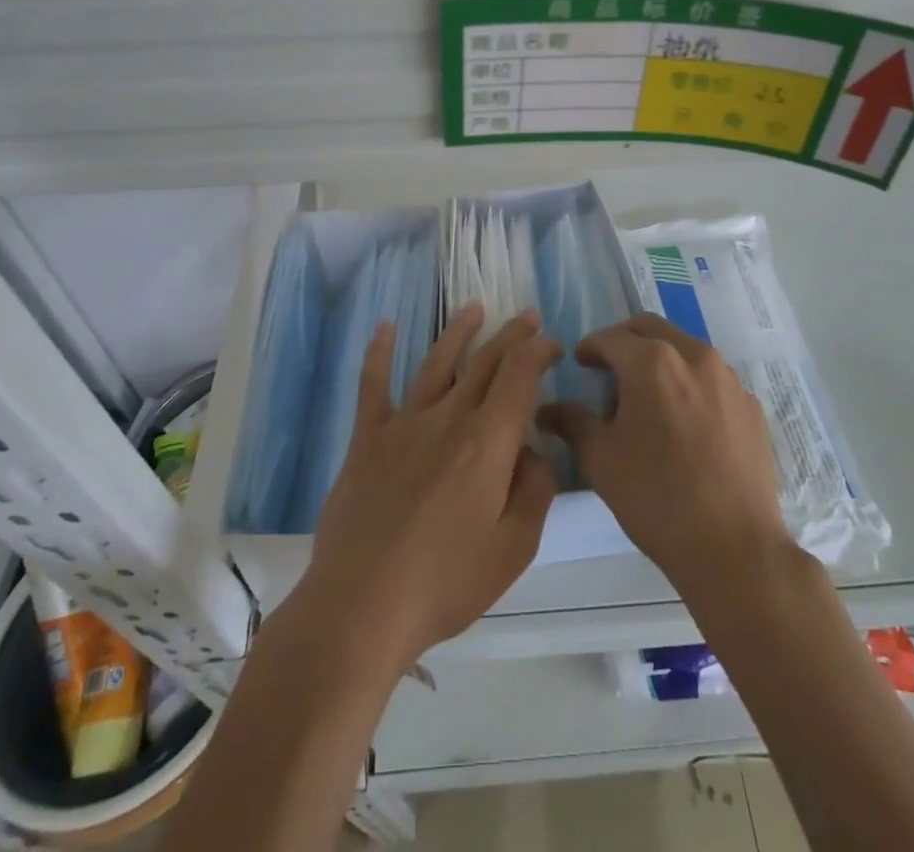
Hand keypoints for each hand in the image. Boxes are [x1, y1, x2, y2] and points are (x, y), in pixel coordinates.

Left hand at [298, 303, 558, 674]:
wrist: (360, 606)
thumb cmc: (445, 583)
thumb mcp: (514, 548)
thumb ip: (535, 490)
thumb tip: (533, 450)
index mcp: (486, 442)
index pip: (519, 377)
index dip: (539, 352)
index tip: (553, 343)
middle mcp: (447, 419)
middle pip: (484, 363)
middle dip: (511, 335)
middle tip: (528, 315)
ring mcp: (402, 425)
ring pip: (436, 364)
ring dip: (458, 333)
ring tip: (474, 308)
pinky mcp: (367, 439)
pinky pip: (373, 385)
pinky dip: (379, 353)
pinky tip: (385, 327)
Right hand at [539, 314, 791, 596]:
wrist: (733, 548)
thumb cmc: (656, 498)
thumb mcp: (601, 460)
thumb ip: (573, 422)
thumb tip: (549, 409)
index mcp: (652, 362)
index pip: (610, 338)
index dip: (590, 348)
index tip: (579, 363)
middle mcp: (693, 356)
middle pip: (651, 329)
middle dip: (625, 342)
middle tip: (609, 368)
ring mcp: (729, 379)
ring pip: (685, 350)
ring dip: (661, 360)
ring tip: (648, 398)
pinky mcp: (751, 406)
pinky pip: (713, 380)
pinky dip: (691, 385)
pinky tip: (685, 423)